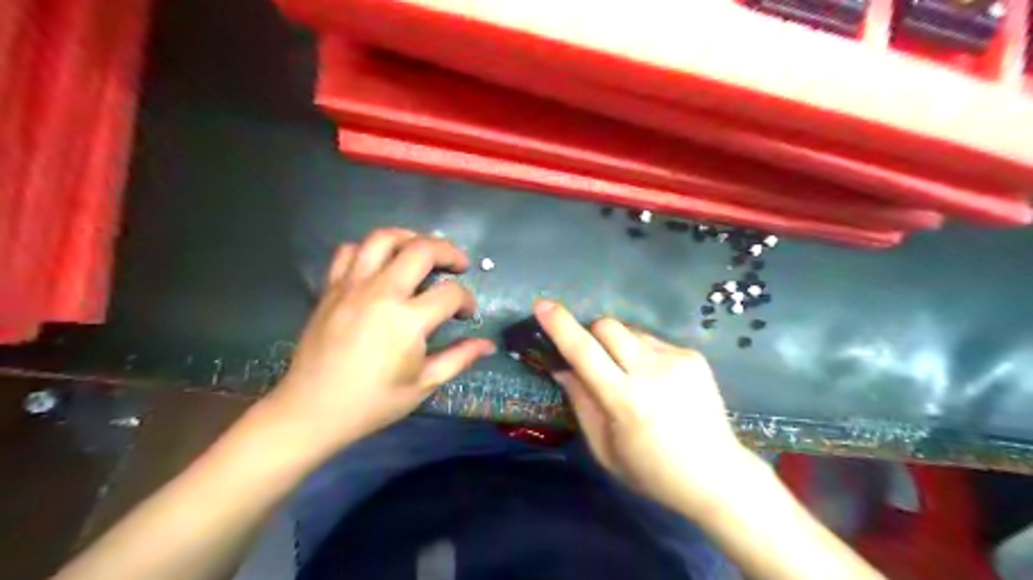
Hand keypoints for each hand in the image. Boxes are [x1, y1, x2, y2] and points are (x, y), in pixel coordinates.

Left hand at [264, 226, 494, 457]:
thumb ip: (458, 358)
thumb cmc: (372, 402)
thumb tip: (488, 345)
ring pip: (383, 238)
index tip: (467, 314)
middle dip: (449, 252)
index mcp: (407, 321)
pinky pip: (349, 252)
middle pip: (422, 250)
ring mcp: (352, 286)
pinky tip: (381, 264)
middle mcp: (381, 293)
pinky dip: (369, 249)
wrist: (311, 410)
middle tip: (459, 265)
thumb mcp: (423, 385)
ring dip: (410, 238)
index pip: (451, 293)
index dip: (467, 300)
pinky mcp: (331, 288)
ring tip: (422, 251)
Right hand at [538, 300, 756, 516]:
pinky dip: (641, 353)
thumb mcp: (605, 448)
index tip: (542, 305)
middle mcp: (652, 371)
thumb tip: (563, 367)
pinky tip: (656, 381)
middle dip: (591, 334)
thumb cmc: (652, 471)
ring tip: (630, 375)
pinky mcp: (693, 356)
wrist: (717, 475)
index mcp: (626, 401)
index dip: (560, 326)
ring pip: (630, 331)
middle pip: (608, 326)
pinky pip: (652, 340)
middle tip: (592, 358)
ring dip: (618, 345)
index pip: (584, 352)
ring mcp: (677, 359)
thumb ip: (581, 403)